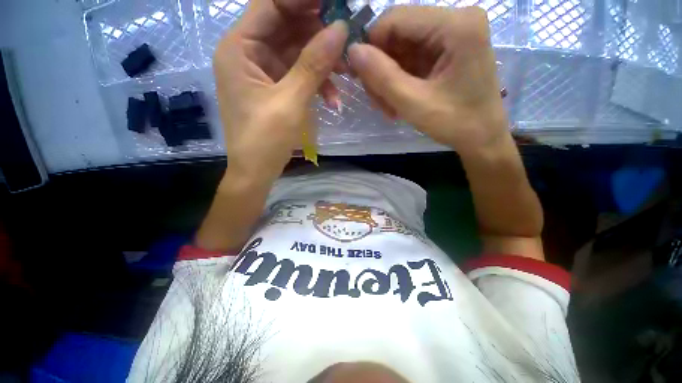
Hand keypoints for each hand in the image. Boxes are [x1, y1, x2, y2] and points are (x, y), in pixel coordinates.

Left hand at [213, 0, 347, 182]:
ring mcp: (264, 72)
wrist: (256, 171)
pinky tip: (333, 99)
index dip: (302, 0)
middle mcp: (249, 53)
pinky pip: (299, 75)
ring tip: (346, 74)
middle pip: (287, 27)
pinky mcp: (276, 89)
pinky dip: (317, 83)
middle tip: (347, 40)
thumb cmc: (265, 140)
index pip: (271, 4)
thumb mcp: (290, 102)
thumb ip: (313, 64)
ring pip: (297, 53)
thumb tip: (340, 29)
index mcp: (240, 48)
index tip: (334, 4)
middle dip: (319, 34)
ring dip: (323, 63)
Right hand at [348, 6, 507, 157]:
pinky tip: (397, 102)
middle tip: (376, 101)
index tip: (358, 76)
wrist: (482, 138)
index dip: (371, 45)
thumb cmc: (455, 123)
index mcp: (456, 25)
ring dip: (389, 79)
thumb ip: (382, 76)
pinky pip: (412, 60)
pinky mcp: (448, 51)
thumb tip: (352, 51)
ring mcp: (452, 35)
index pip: (396, 19)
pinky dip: (400, 81)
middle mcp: (456, 20)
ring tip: (388, 107)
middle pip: (399, 34)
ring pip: (402, 49)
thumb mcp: (414, 103)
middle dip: (381, 69)